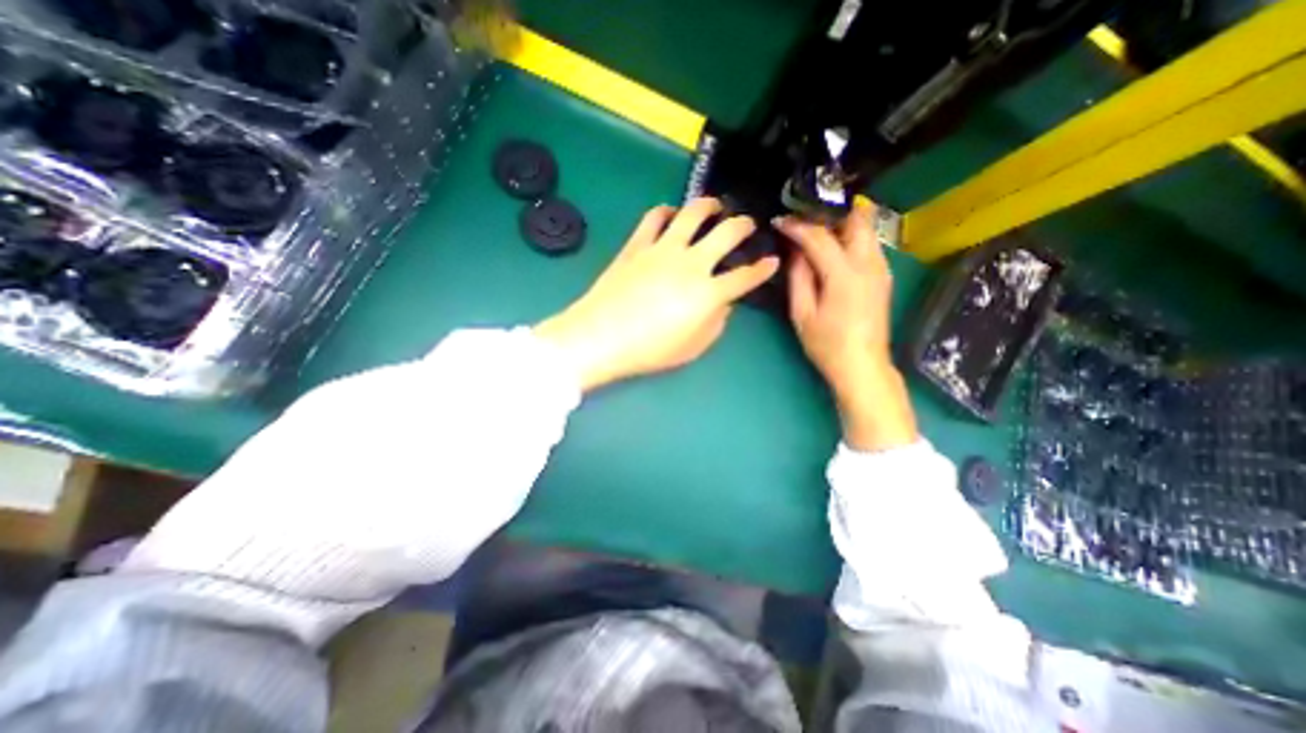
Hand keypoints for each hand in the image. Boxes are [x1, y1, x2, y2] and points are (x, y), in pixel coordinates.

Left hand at [536, 197, 778, 391]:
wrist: (601, 336)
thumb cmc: (649, 350)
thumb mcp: (692, 348)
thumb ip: (715, 324)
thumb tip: (723, 304)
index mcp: (708, 293)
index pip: (745, 276)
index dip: (763, 269)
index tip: (772, 261)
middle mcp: (692, 263)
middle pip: (727, 233)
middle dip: (744, 226)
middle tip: (748, 225)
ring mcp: (663, 249)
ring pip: (693, 214)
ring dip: (710, 206)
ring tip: (715, 206)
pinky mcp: (638, 244)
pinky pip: (655, 217)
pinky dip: (667, 211)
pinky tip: (671, 214)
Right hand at [773, 202, 915, 453]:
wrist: (863, 366)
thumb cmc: (827, 345)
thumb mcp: (802, 314)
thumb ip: (799, 278)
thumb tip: (795, 252)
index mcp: (844, 275)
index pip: (819, 237)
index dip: (797, 226)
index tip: (779, 221)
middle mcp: (869, 264)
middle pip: (855, 219)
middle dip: (828, 213)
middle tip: (803, 218)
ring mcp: (881, 269)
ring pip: (865, 229)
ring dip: (840, 223)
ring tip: (815, 230)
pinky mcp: (883, 276)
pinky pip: (868, 244)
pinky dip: (849, 237)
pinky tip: (832, 248)